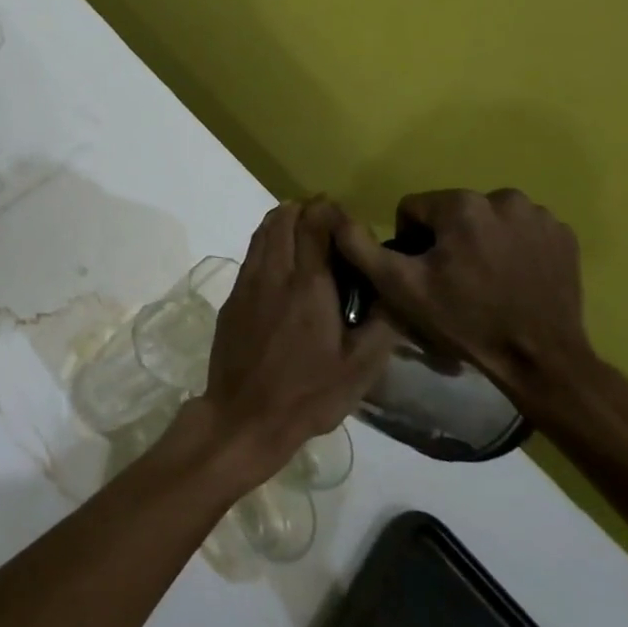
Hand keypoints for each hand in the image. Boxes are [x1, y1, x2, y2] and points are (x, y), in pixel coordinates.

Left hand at [196, 199, 397, 484]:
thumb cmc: (308, 395)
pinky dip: (269, 242)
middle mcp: (274, 272)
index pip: (314, 221)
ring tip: (308, 238)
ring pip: (263, 230)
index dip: (331, 211)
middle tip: (330, 228)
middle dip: (308, 210)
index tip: (349, 224)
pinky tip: (285, 266)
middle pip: (284, 216)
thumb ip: (382, 323)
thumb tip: (395, 288)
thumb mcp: (360, 368)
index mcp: (308, 284)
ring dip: (285, 222)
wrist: (244, 415)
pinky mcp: (232, 295)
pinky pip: (252, 252)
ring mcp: (247, 281)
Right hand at [333, 188, 593, 412]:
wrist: (541, 360)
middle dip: (447, 240)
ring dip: (480, 240)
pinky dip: (513, 247)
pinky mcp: (564, 235)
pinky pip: (521, 230)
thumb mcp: (400, 288)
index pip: (414, 209)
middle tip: (454, 281)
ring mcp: (539, 215)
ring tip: (485, 280)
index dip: (411, 242)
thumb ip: (361, 248)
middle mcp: (502, 197)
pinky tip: (514, 278)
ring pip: (487, 218)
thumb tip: (335, 218)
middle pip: (452, 212)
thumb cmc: (465, 321)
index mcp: (461, 204)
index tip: (425, 274)